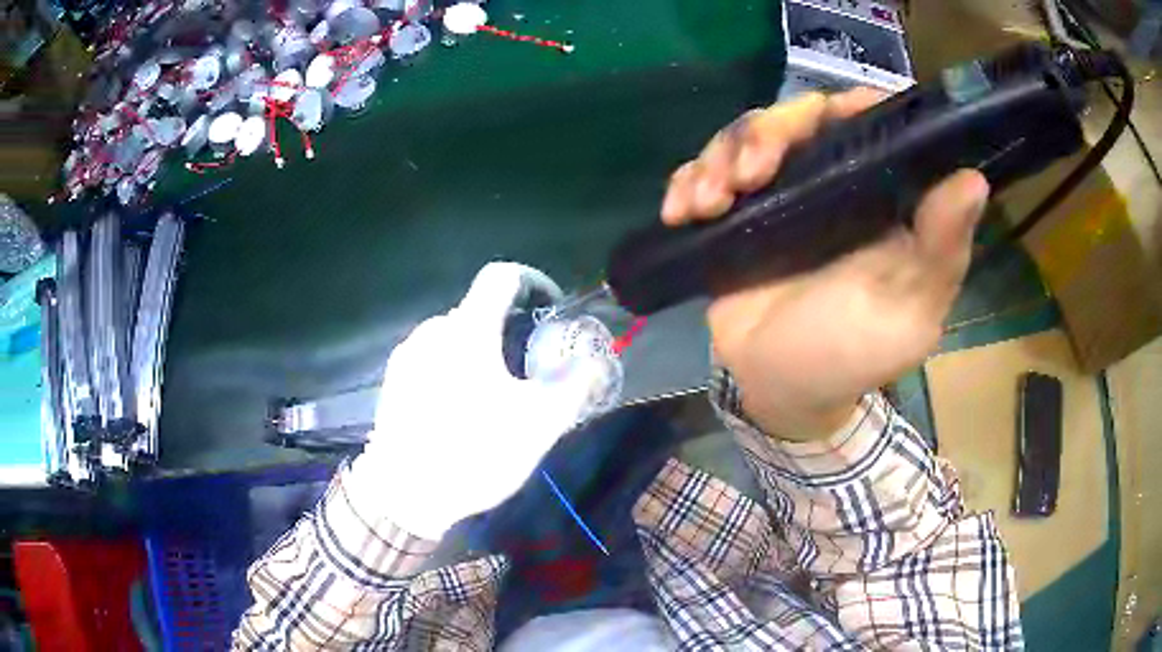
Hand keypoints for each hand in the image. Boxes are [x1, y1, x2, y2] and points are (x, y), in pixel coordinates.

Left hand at [348, 262, 601, 538]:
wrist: (405, 493)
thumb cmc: (474, 453)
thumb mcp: (539, 425)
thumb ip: (575, 386)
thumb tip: (596, 361)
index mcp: (469, 331)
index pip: (502, 276)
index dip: (534, 282)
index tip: (551, 310)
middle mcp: (433, 331)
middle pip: (479, 309)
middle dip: (510, 328)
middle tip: (527, 369)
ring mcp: (407, 355)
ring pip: (454, 335)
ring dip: (480, 349)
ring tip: (493, 394)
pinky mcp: (393, 380)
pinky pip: (432, 357)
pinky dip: (454, 367)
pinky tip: (459, 409)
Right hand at [660, 90, 989, 440]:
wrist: (779, 390)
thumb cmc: (851, 355)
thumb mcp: (909, 311)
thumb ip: (941, 249)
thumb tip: (973, 178)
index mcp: (878, 195)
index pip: (867, 122)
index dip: (847, 106)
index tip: (823, 119)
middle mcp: (830, 181)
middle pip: (796, 117)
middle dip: (764, 132)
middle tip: (746, 176)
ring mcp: (778, 194)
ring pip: (744, 136)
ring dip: (718, 158)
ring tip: (707, 204)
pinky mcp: (734, 213)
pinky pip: (703, 171)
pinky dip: (686, 180)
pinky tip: (681, 212)